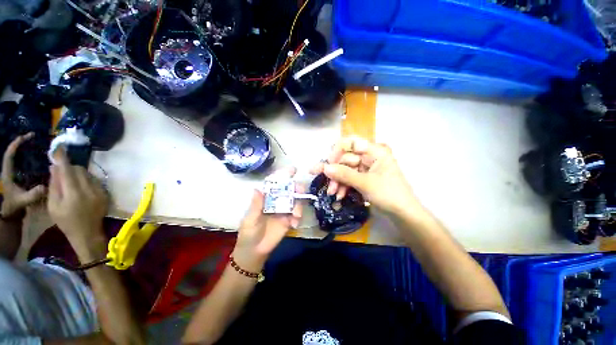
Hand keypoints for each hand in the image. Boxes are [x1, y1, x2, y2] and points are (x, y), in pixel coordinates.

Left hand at [1, 133, 45, 217]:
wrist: (11, 212)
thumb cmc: (15, 206)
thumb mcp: (23, 201)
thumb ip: (32, 195)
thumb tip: (45, 187)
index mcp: (7, 173)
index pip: (10, 154)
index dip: (16, 144)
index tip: (26, 137)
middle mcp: (9, 169)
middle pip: (13, 152)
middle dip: (21, 142)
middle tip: (33, 136)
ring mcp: (14, 172)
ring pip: (18, 156)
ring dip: (25, 148)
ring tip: (36, 143)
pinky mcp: (19, 175)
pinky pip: (23, 162)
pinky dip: (28, 156)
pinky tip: (38, 156)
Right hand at [47, 147, 107, 241]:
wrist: (87, 233)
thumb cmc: (66, 221)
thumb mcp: (53, 205)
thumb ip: (54, 185)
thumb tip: (55, 167)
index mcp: (74, 193)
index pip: (68, 170)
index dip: (63, 158)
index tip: (59, 148)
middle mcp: (89, 189)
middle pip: (79, 169)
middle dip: (69, 168)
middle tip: (61, 172)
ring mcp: (100, 191)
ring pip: (87, 174)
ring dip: (78, 173)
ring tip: (70, 182)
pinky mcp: (105, 193)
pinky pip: (94, 180)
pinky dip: (86, 179)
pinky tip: (80, 187)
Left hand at [233, 168, 302, 271]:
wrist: (255, 251)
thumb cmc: (249, 233)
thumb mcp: (250, 219)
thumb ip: (256, 206)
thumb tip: (257, 189)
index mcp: (267, 198)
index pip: (275, 184)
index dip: (284, 175)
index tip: (293, 169)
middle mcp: (277, 201)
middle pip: (289, 191)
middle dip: (297, 188)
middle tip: (301, 191)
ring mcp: (284, 211)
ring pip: (296, 202)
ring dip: (299, 206)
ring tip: (296, 215)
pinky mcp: (290, 220)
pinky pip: (297, 215)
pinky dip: (298, 218)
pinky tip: (294, 224)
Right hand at [311, 137, 419, 215]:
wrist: (403, 214)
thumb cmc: (389, 194)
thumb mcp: (366, 183)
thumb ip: (344, 174)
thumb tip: (325, 168)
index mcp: (375, 152)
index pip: (352, 143)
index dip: (338, 150)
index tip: (328, 162)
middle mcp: (369, 157)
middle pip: (346, 158)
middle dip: (334, 170)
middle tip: (318, 176)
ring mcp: (366, 169)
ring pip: (345, 170)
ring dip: (337, 181)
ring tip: (332, 193)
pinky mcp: (363, 179)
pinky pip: (349, 178)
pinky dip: (343, 186)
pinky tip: (339, 195)